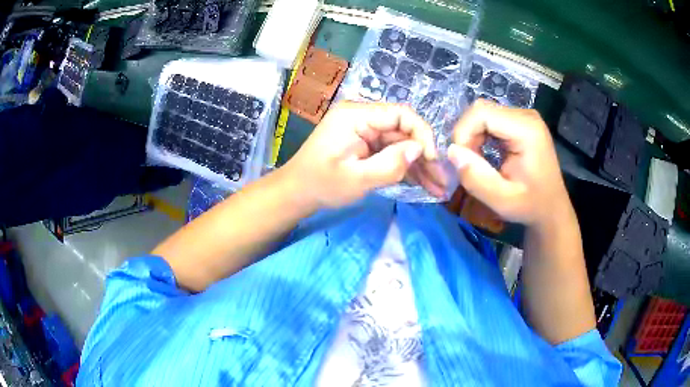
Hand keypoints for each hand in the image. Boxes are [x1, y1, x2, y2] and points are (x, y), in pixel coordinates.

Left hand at [283, 102, 445, 207]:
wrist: (297, 192)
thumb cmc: (321, 185)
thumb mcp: (356, 179)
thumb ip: (389, 165)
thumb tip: (420, 151)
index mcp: (356, 116)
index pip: (400, 114)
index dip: (422, 134)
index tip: (433, 160)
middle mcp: (363, 117)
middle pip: (404, 131)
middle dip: (425, 157)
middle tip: (442, 182)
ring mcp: (365, 131)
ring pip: (401, 144)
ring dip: (420, 166)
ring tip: (438, 188)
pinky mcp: (366, 144)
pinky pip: (391, 152)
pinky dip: (406, 168)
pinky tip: (424, 184)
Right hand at [448, 100, 569, 226]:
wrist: (551, 208)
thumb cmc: (531, 206)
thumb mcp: (502, 201)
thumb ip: (476, 178)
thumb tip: (451, 151)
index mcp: (527, 130)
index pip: (481, 112)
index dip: (463, 133)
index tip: (462, 161)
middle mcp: (526, 115)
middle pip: (481, 110)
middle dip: (467, 135)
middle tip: (469, 164)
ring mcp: (524, 116)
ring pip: (483, 113)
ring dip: (472, 137)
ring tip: (477, 162)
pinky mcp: (520, 121)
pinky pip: (491, 119)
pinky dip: (480, 136)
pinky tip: (485, 155)